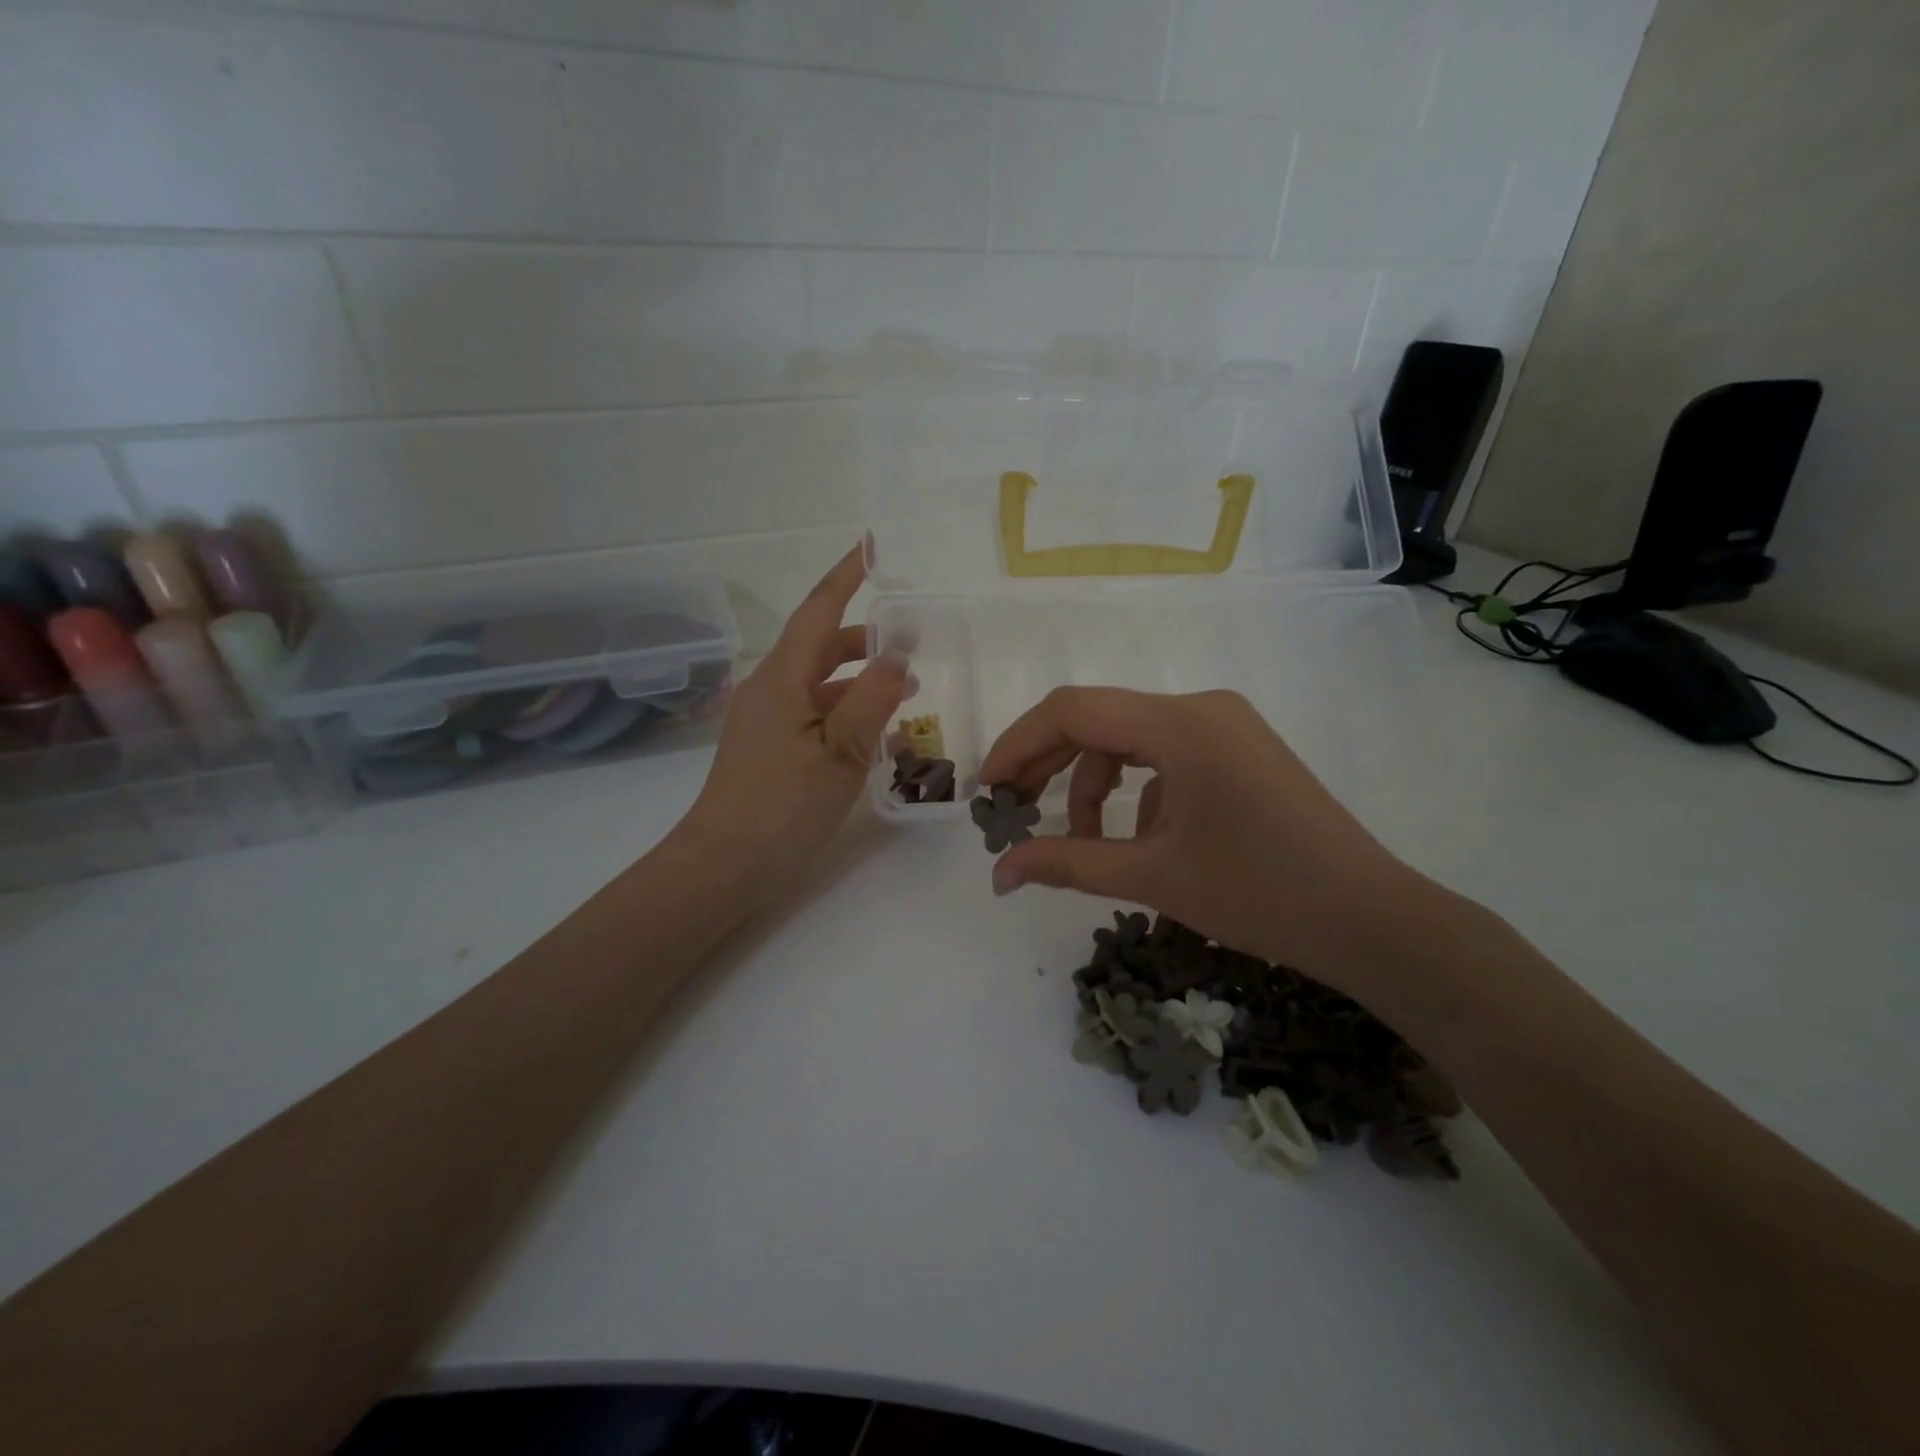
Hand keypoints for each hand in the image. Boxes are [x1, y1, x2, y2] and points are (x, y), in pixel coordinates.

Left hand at [679, 544, 907, 902]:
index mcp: (782, 680)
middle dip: (865, 636)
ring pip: (820, 681)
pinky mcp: (770, 746)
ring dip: (861, 678)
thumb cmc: (782, 807)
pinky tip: (877, 731)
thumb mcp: (839, 754)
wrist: (724, 866)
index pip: (818, 611)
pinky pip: (814, 711)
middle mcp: (770, 689)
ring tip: (909, 688)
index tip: (871, 546)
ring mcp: (767, 719)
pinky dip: (847, 709)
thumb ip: (872, 700)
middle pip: (821, 645)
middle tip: (912, 635)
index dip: (845, 576)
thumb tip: (900, 652)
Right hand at [977, 687, 1427, 991]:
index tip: (988, 792)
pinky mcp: (1239, 750)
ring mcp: (1225, 726)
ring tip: (1085, 846)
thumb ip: (1067, 863)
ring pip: (1130, 741)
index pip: (1073, 710)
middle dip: (1048, 766)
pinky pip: (1166, 757)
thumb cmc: (1260, 895)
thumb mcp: (1153, 878)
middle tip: (1012, 813)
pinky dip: (1137, 793)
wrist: (1372, 922)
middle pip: (1099, 721)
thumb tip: (999, 873)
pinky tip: (1142, 842)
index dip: (1018, 745)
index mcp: (1181, 723)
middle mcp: (1201, 708)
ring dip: (1094, 787)